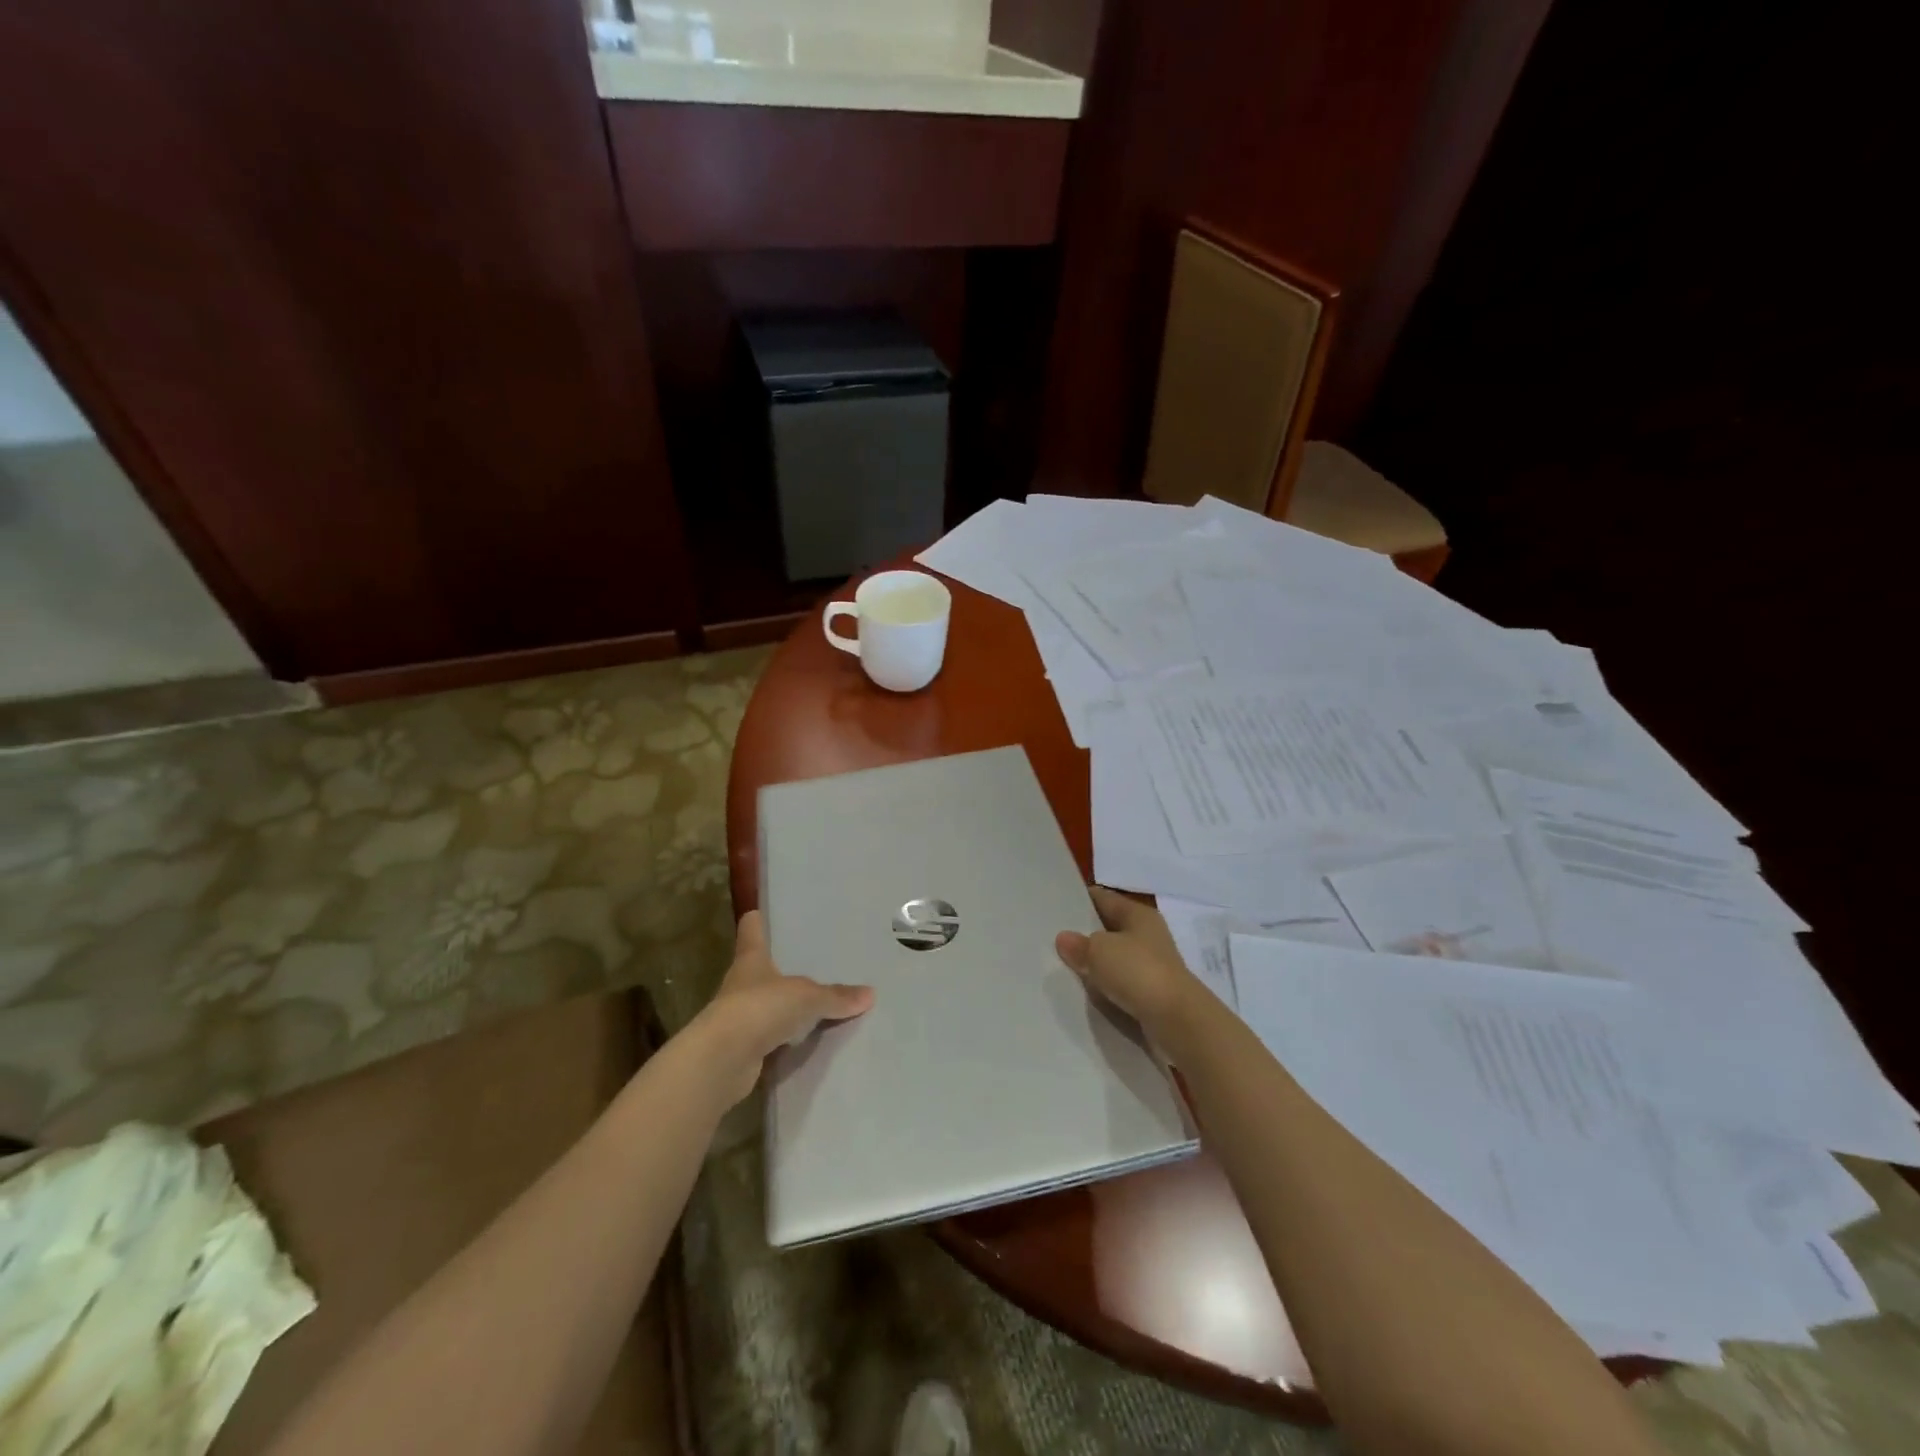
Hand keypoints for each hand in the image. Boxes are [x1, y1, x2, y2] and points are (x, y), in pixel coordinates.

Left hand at [698, 910, 873, 1105]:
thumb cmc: (760, 1008)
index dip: (756, 921)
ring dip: (784, 1007)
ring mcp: (740, 1018)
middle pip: (760, 969)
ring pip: (767, 1005)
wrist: (723, 1061)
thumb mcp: (806, 997)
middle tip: (811, 960)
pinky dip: (787, 1039)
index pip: (751, 932)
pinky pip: (772, 1038)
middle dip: (780, 967)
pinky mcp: (744, 1049)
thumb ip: (835, 996)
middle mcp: (742, 984)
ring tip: (817, 1002)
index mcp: (751, 960)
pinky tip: (809, 1040)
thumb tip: (870, 994)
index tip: (758, 911)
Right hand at [1055, 886, 1208, 1039]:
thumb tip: (1064, 939)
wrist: (1177, 1021)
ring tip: (1061, 966)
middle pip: (1109, 928)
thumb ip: (1079, 944)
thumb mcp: (1099, 951)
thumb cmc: (1138, 972)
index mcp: (1139, 915)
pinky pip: (1120, 984)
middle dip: (1084, 934)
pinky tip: (1084, 992)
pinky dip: (1105, 987)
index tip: (1055, 904)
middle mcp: (1148, 936)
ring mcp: (1152, 966)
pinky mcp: (1151, 994)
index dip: (1081, 899)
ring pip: (1114, 958)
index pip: (1104, 898)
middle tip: (1052, 937)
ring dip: (1095, 964)